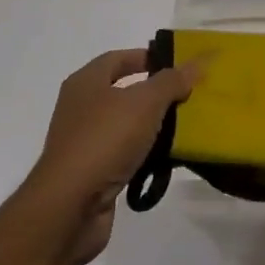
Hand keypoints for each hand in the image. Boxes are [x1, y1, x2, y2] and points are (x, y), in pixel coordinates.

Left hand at [22, 49, 192, 264]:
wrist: (70, 207)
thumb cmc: (105, 140)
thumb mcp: (144, 103)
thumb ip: (171, 81)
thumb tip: (195, 63)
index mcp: (86, 82)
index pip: (118, 58)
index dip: (146, 57)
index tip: (177, 64)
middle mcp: (80, 108)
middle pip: (123, 91)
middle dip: (155, 93)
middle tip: (187, 95)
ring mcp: (83, 142)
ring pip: (125, 125)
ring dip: (151, 125)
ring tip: (185, 126)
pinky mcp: (90, 173)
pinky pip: (123, 154)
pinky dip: (143, 154)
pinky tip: (166, 159)